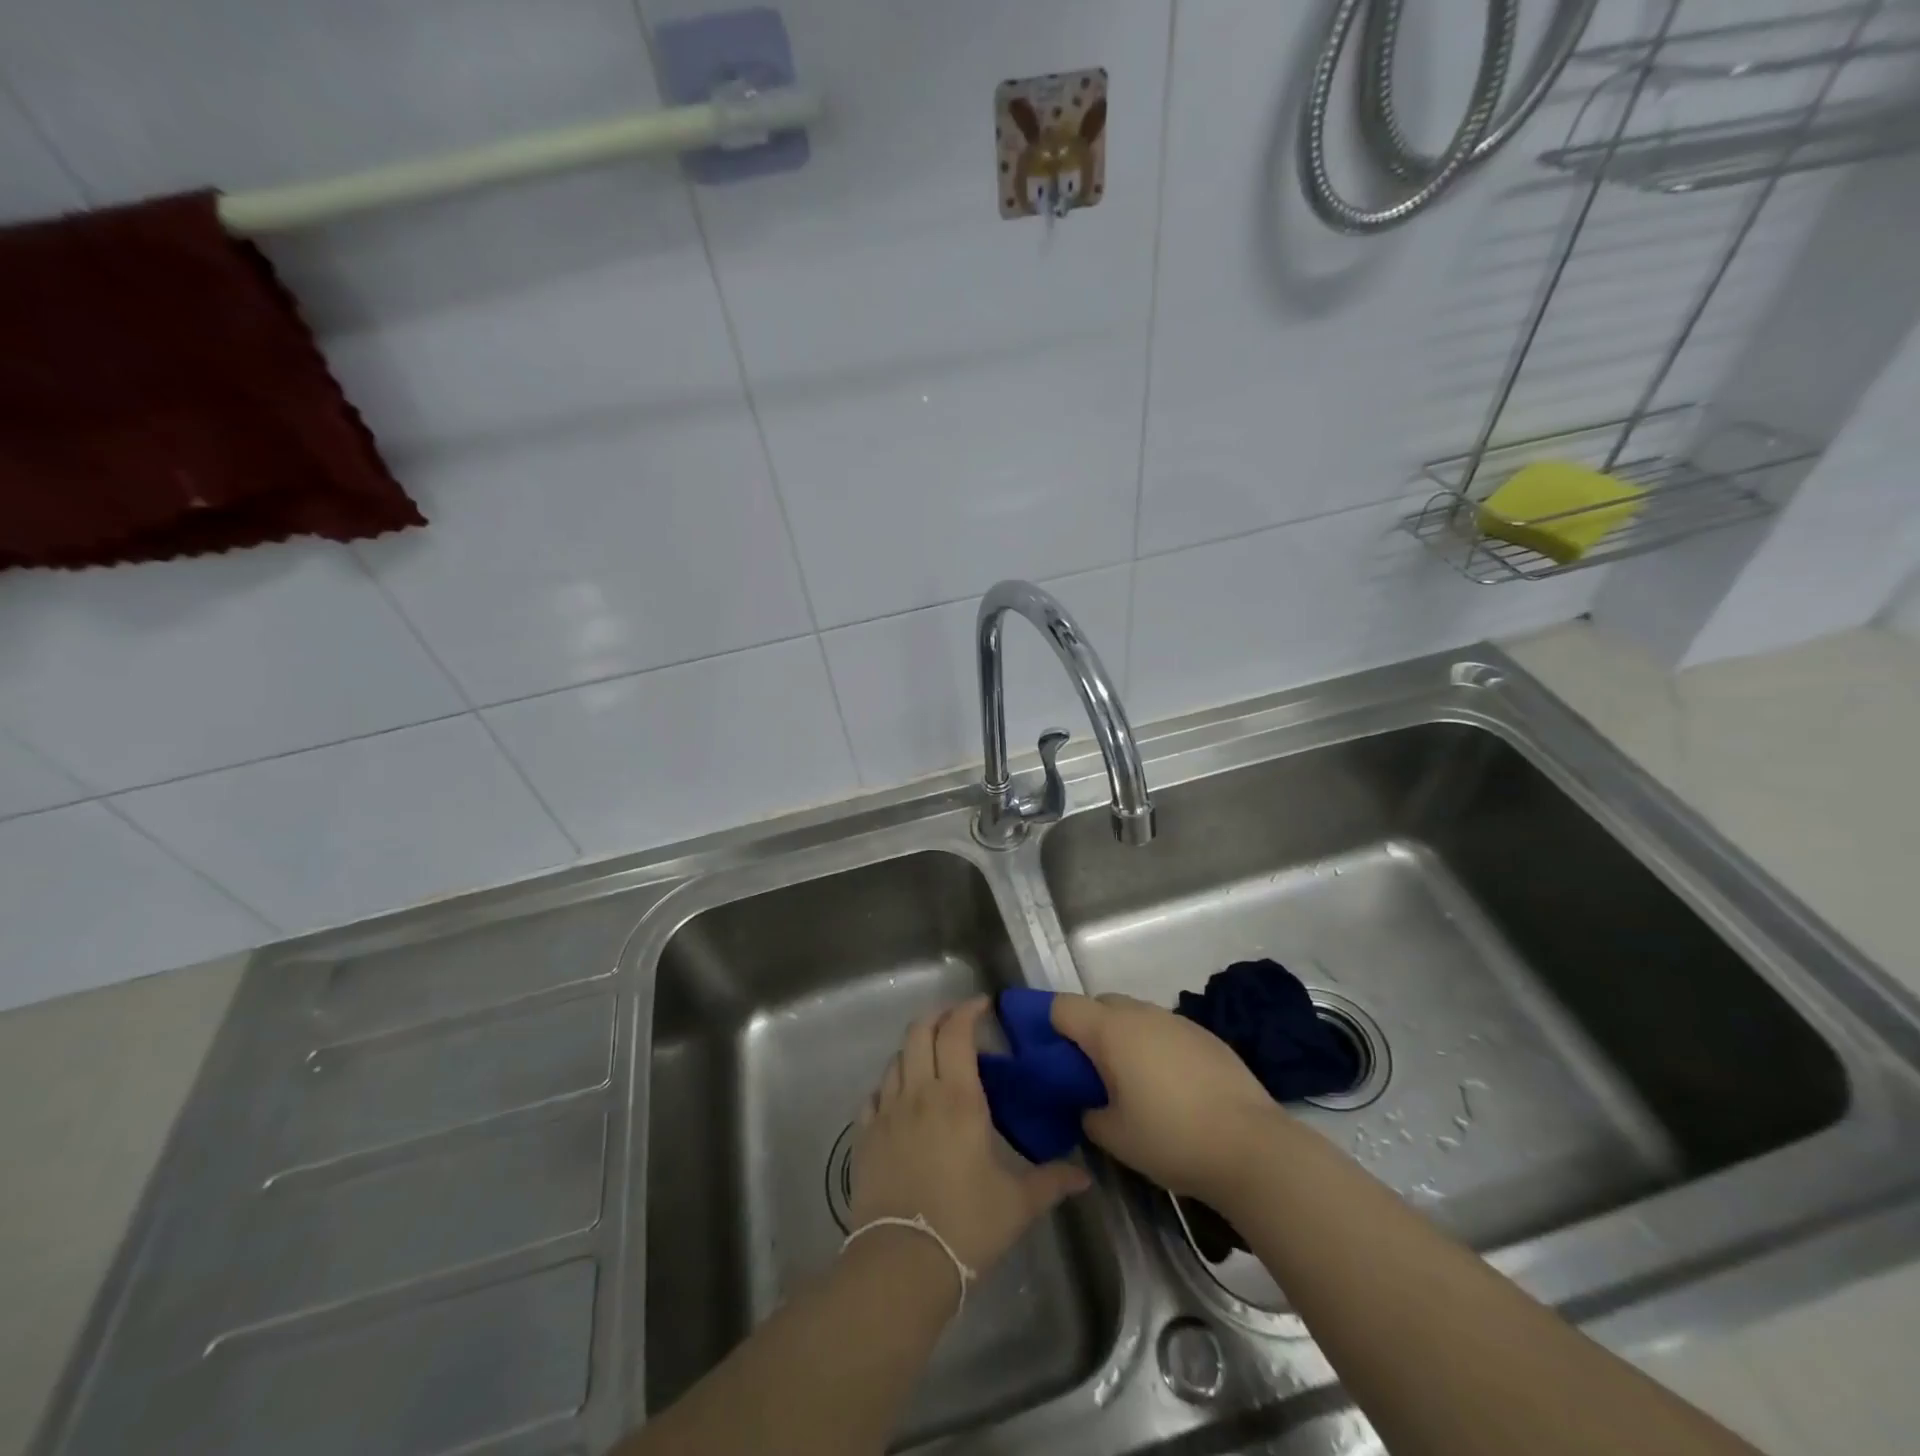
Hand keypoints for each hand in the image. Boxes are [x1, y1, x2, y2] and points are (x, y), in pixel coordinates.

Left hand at [850, 997, 1090, 1272]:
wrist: (901, 1264)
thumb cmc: (966, 1226)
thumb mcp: (1017, 1204)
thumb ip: (1051, 1182)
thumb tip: (1084, 1176)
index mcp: (958, 1097)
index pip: (957, 1032)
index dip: (968, 1010)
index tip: (983, 1005)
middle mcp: (919, 1092)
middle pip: (920, 1032)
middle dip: (938, 1017)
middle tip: (957, 1022)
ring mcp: (887, 1112)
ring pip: (896, 1059)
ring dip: (914, 1048)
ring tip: (932, 1059)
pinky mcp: (865, 1136)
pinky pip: (874, 1094)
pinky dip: (889, 1085)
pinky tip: (900, 1098)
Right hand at [1050, 992, 1282, 1202]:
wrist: (1252, 1147)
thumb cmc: (1171, 1138)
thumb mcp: (1113, 1136)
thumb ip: (1087, 1112)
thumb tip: (1088, 1103)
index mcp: (1110, 1030)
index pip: (1061, 1006)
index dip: (1045, 1024)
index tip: (1043, 1053)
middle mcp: (1140, 1013)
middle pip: (1098, 1005)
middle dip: (1085, 1029)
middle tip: (1086, 1072)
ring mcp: (1176, 1021)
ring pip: (1133, 1016)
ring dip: (1122, 1037)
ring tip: (1129, 1082)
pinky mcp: (1205, 1035)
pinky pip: (1163, 1030)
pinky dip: (1153, 1047)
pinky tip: (1168, 1087)